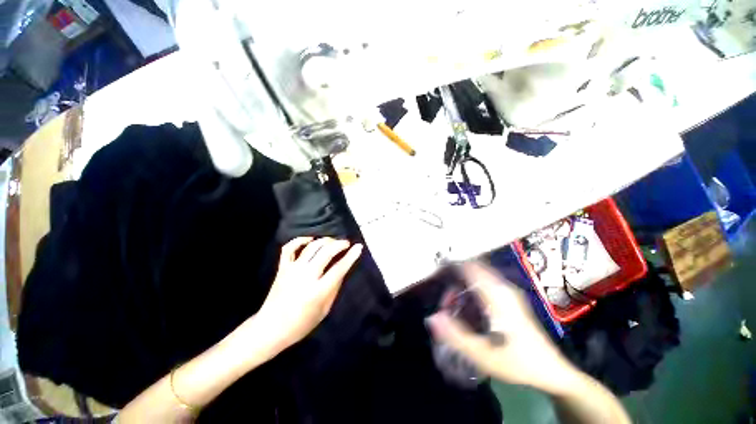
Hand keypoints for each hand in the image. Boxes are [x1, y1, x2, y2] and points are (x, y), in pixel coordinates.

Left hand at [256, 237, 362, 350]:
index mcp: (318, 291)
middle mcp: (306, 276)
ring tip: (332, 242)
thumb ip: (334, 288)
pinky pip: (289, 248)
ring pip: (311, 247)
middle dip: (339, 244)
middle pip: (326, 252)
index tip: (358, 247)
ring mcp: (292, 270)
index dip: (351, 256)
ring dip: (324, 240)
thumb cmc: (301, 323)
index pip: (339, 268)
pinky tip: (309, 240)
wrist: (271, 328)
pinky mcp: (282, 268)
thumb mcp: (324, 310)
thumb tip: (342, 270)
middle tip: (345, 243)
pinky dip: (300, 240)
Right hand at [426, 261, 578, 393]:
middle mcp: (503, 287)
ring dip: (461, 287)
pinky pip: (483, 284)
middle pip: (471, 271)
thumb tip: (432, 317)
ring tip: (452, 307)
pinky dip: (470, 291)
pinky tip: (467, 309)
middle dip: (454, 282)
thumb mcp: (485, 355)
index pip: (470, 267)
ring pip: (477, 277)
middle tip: (445, 303)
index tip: (436, 274)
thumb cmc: (519, 362)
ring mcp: (507, 291)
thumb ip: (456, 336)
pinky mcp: (509, 298)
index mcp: (497, 295)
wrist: (552, 370)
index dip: (451, 266)